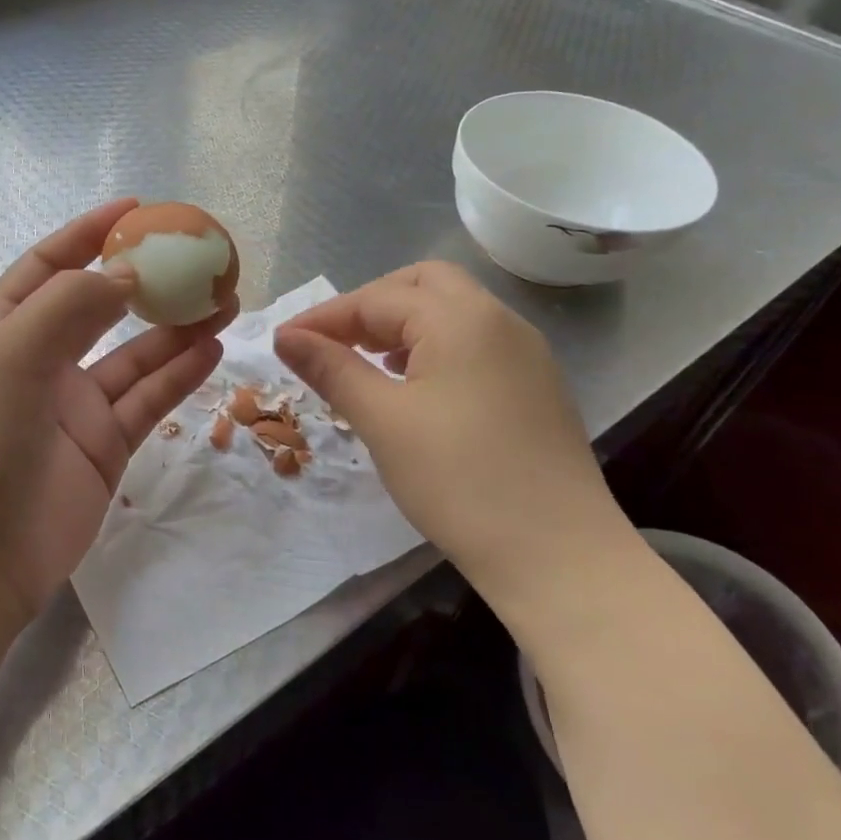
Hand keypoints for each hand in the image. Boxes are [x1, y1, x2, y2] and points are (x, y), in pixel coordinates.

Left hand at [0, 199, 233, 625]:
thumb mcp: (14, 353)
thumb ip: (73, 304)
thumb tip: (128, 272)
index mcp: (4, 330)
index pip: (50, 267)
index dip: (89, 235)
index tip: (137, 211)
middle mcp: (40, 362)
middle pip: (101, 307)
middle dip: (146, 282)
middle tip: (198, 260)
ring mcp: (75, 408)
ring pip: (135, 355)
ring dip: (176, 328)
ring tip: (225, 301)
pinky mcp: (105, 447)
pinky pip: (148, 400)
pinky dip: (180, 375)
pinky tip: (213, 350)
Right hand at [274, 262, 634, 598]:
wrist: (557, 554)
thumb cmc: (459, 481)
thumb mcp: (383, 421)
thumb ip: (332, 369)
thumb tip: (285, 337)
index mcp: (462, 318)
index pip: (378, 298)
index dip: (325, 317)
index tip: (283, 343)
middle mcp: (499, 320)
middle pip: (423, 285)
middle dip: (370, 306)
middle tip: (332, 342)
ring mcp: (525, 352)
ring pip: (452, 311)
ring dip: (402, 325)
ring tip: (365, 361)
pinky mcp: (535, 384)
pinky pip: (474, 342)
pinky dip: (433, 347)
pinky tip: (413, 385)